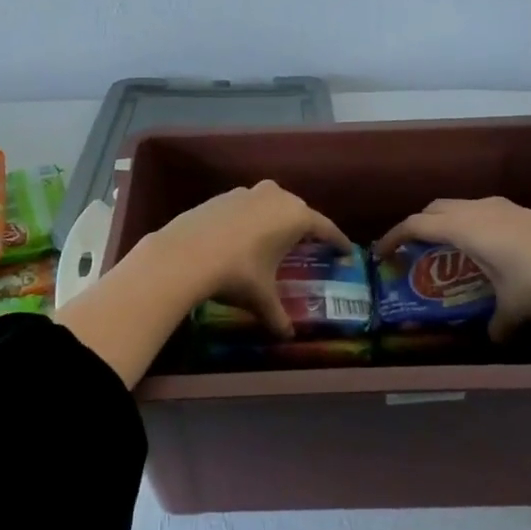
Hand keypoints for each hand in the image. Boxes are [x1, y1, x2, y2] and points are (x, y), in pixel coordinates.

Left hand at [145, 180, 351, 337]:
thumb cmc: (237, 273)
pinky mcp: (221, 196)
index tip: (346, 250)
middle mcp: (275, 197)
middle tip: (310, 244)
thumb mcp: (261, 297)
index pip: (325, 228)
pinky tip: (242, 236)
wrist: (185, 253)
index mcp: (295, 217)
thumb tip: (286, 336)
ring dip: (275, 218)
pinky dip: (250, 219)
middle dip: (305, 226)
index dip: (337, 241)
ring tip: (275, 238)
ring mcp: (246, 193)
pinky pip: (245, 206)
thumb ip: (277, 315)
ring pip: (270, 203)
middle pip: (298, 210)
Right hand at [375, 197, 530, 353]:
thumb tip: (492, 340)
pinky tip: (483, 246)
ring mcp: (501, 207)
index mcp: (465, 228)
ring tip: (446, 248)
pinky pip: (480, 210)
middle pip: (434, 208)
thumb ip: (496, 325)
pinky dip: (468, 222)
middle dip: (418, 226)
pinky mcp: (520, 211)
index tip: (382, 252)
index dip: (394, 237)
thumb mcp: (513, 310)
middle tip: (412, 250)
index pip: (417, 225)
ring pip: (459, 206)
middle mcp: (477, 211)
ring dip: (445, 221)